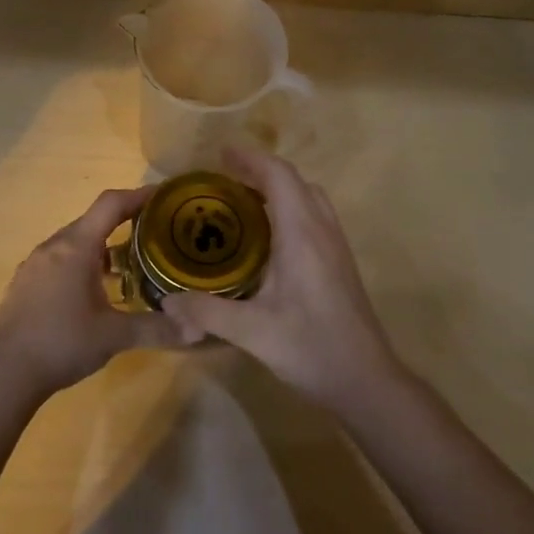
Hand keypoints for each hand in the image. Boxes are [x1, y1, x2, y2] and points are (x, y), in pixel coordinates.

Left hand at [0, 187, 178, 403]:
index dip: (138, 195)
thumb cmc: (62, 344)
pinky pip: (60, 259)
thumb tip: (198, 330)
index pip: (110, 204)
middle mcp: (53, 246)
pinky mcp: (25, 282)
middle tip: (155, 234)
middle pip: (93, 221)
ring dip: (103, 246)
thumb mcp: (114, 336)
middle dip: (125, 222)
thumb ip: (156, 329)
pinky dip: (82, 262)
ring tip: (130, 264)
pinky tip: (94, 291)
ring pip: (75, 241)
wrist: (5, 373)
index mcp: (76, 247)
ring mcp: (35, 264)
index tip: (164, 196)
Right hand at [159, 149, 404, 412]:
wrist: (366, 380)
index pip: (279, 176)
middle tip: (224, 180)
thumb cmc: (310, 348)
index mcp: (301, 234)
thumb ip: (206, 312)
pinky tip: (268, 239)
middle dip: (260, 171)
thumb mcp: (251, 332)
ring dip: (278, 189)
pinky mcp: (340, 262)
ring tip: (243, 203)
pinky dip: (290, 209)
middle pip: (295, 181)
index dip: (250, 158)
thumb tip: (166, 301)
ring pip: (309, 197)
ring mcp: (336, 245)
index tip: (221, 153)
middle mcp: (322, 230)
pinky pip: (314, 216)